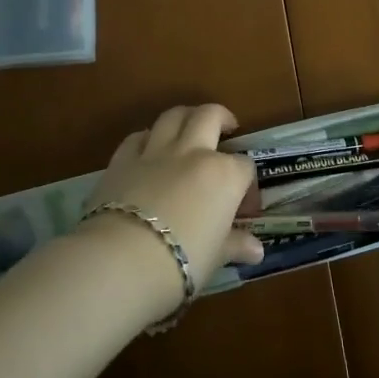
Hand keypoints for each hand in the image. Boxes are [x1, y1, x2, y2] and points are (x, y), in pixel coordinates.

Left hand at [77, 105, 263, 317]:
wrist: (123, 259)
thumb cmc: (182, 262)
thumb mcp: (215, 257)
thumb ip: (235, 245)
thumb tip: (256, 250)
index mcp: (223, 175)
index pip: (245, 166)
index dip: (248, 185)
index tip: (243, 207)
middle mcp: (192, 152)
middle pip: (210, 116)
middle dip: (221, 117)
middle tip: (226, 127)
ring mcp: (155, 151)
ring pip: (173, 115)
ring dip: (184, 117)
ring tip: (189, 128)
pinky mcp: (122, 159)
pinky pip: (138, 137)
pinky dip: (146, 138)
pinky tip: (148, 149)